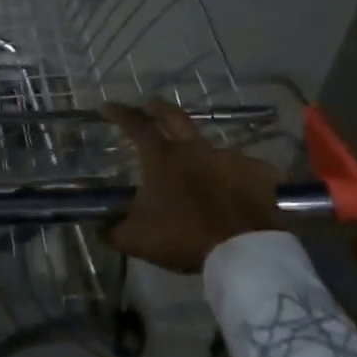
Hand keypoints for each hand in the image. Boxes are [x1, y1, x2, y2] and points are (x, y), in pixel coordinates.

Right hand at [100, 99, 281, 274]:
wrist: (242, 252)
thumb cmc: (183, 238)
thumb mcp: (137, 239)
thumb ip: (113, 230)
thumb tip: (99, 227)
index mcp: (162, 159)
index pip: (135, 125)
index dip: (119, 113)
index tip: (107, 106)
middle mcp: (194, 149)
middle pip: (174, 116)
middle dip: (158, 108)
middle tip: (150, 104)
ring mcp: (229, 159)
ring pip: (210, 145)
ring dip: (198, 149)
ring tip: (196, 162)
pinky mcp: (257, 173)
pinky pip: (246, 168)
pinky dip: (236, 175)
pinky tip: (235, 187)